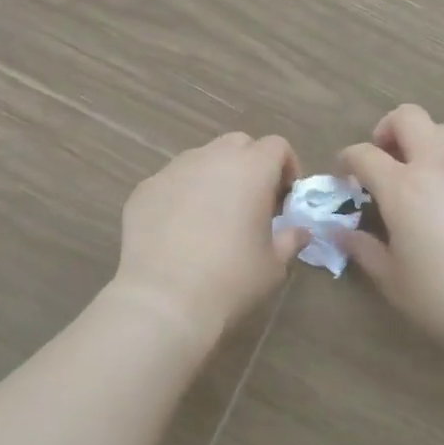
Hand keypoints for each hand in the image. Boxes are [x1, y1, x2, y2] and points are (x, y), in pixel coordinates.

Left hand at [113, 132, 307, 343]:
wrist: (164, 300)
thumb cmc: (231, 280)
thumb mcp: (273, 265)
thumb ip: (290, 239)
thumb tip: (299, 231)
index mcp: (251, 169)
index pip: (277, 146)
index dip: (286, 168)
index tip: (284, 201)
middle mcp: (211, 158)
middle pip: (237, 144)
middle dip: (250, 166)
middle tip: (251, 204)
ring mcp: (173, 170)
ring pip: (201, 159)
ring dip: (214, 178)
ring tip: (211, 218)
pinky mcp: (144, 189)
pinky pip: (171, 182)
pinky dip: (182, 196)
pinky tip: (178, 231)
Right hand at [339, 105, 443, 367]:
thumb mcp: (393, 281)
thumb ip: (363, 249)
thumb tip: (340, 231)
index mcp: (404, 188)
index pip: (364, 154)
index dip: (347, 160)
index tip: (344, 176)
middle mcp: (438, 166)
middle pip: (409, 117)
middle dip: (388, 130)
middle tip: (385, 160)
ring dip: (425, 143)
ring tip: (422, 177)